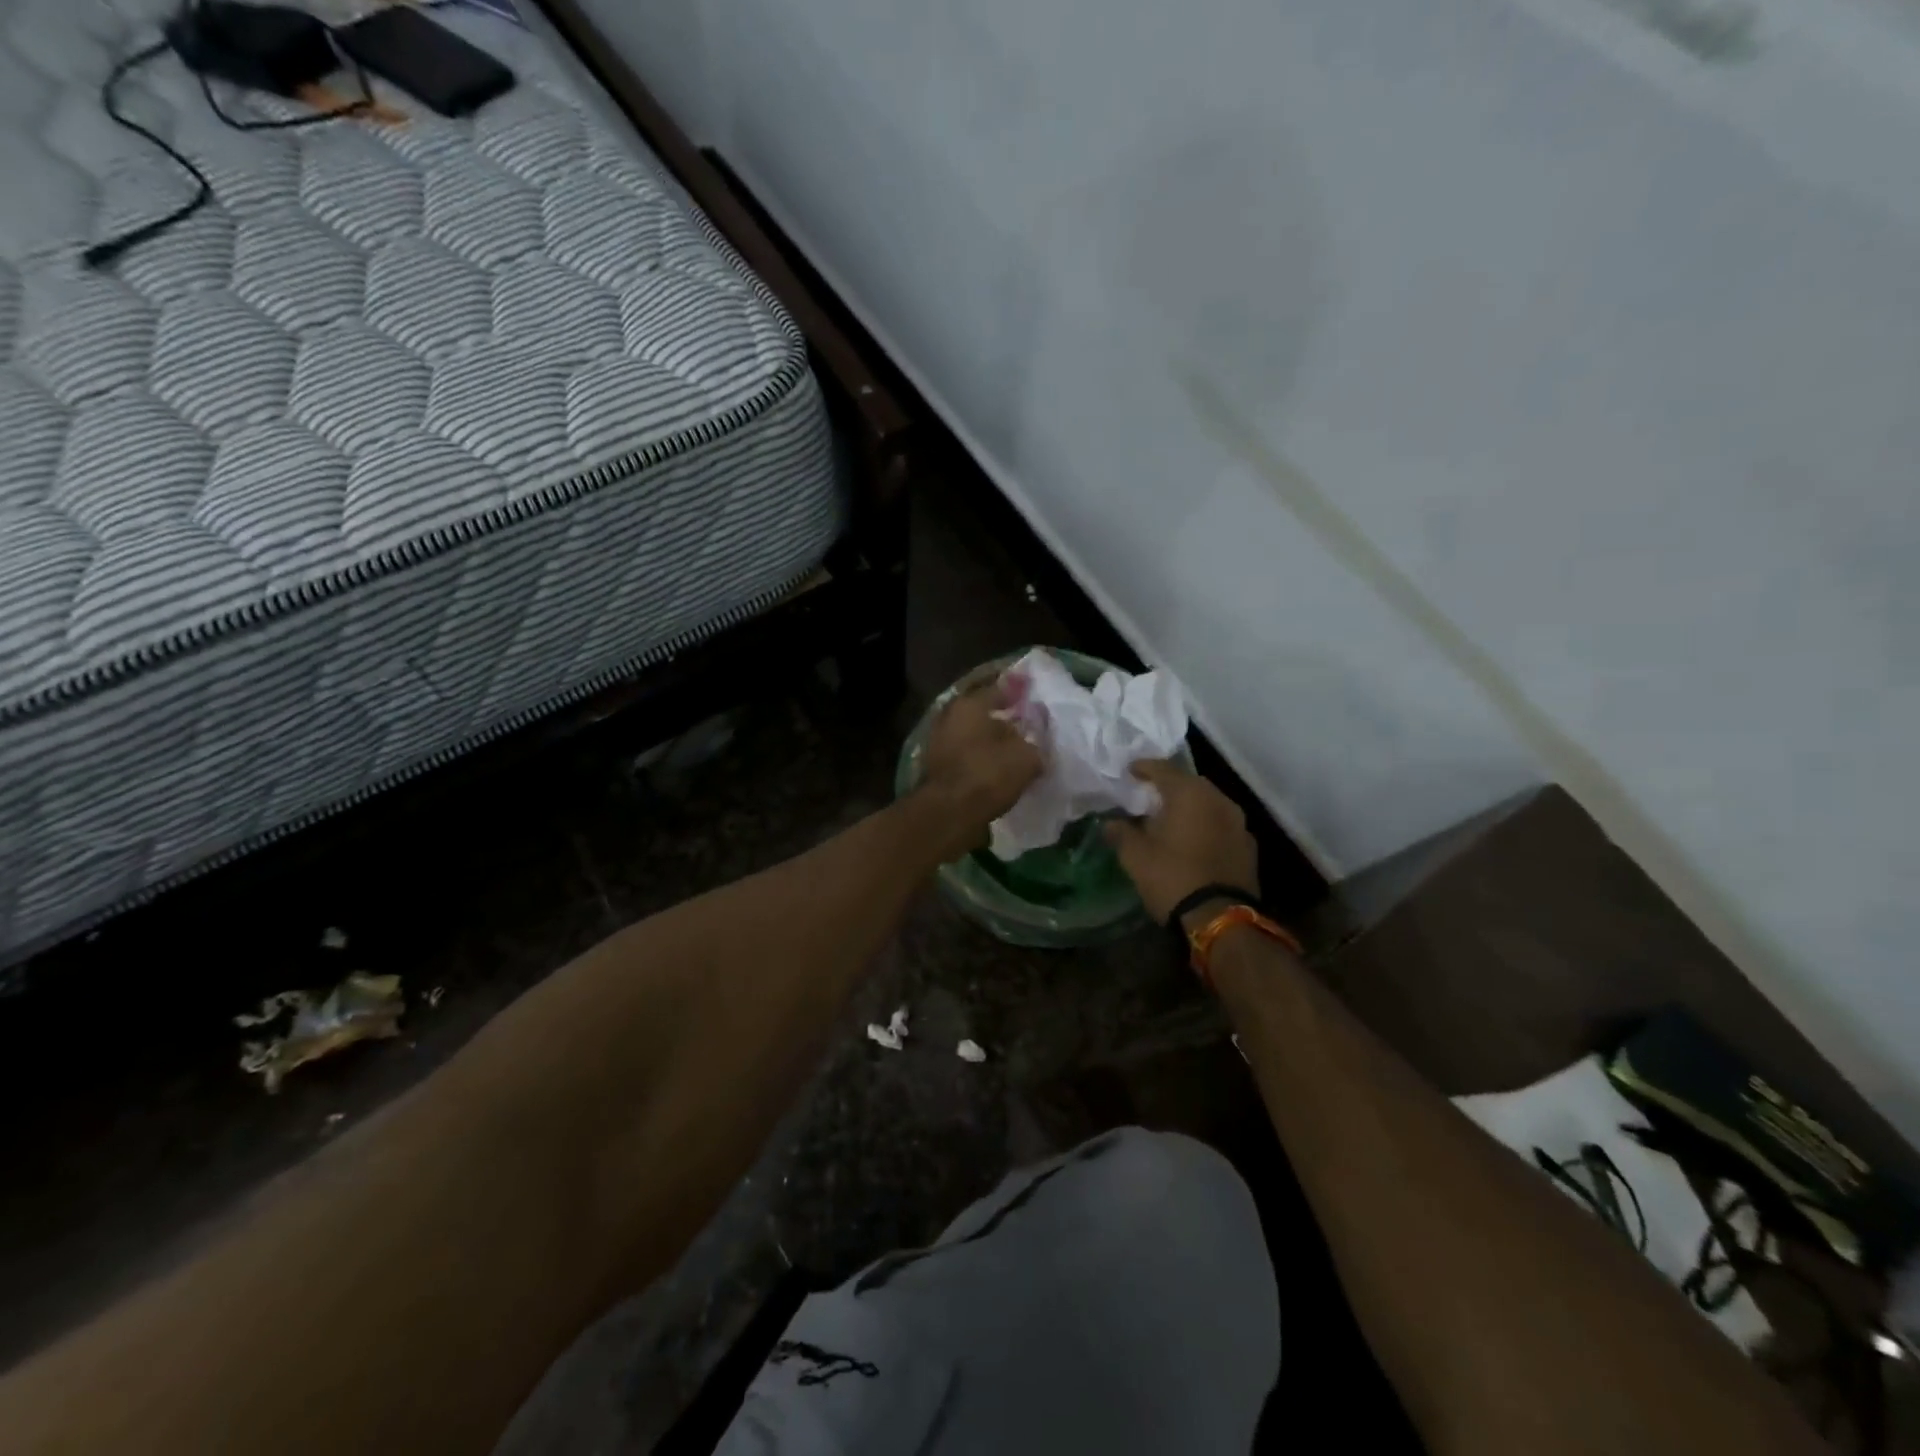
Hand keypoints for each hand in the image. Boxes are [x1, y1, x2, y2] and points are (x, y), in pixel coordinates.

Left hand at [917, 683, 1043, 852]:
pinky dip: (981, 762)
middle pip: (983, 714)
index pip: (999, 689)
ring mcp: (939, 744)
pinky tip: (999, 772)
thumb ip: (1035, 745)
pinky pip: (967, 758)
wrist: (948, 814)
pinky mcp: (937, 769)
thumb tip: (1036, 746)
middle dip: (1004, 721)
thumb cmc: (988, 774)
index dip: (1019, 693)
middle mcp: (950, 717)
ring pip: (974, 737)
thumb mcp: (1026, 757)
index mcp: (969, 704)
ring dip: (992, 744)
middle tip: (1028, 728)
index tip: (1034, 696)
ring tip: (1016, 754)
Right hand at [1104, 760, 1258, 924]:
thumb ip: (1121, 833)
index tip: (1130, 771)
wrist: (1220, 919)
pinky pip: (1221, 825)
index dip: (1144, 768)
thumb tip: (1110, 823)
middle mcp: (1219, 800)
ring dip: (1190, 807)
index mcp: (1190, 794)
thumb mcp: (1135, 856)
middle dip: (1169, 787)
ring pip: (1209, 804)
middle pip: (1190, 783)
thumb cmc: (1172, 878)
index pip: (1164, 769)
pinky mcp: (1248, 847)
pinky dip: (1205, 826)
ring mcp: (1238, 823)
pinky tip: (1192, 840)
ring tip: (1170, 818)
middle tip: (1149, 795)